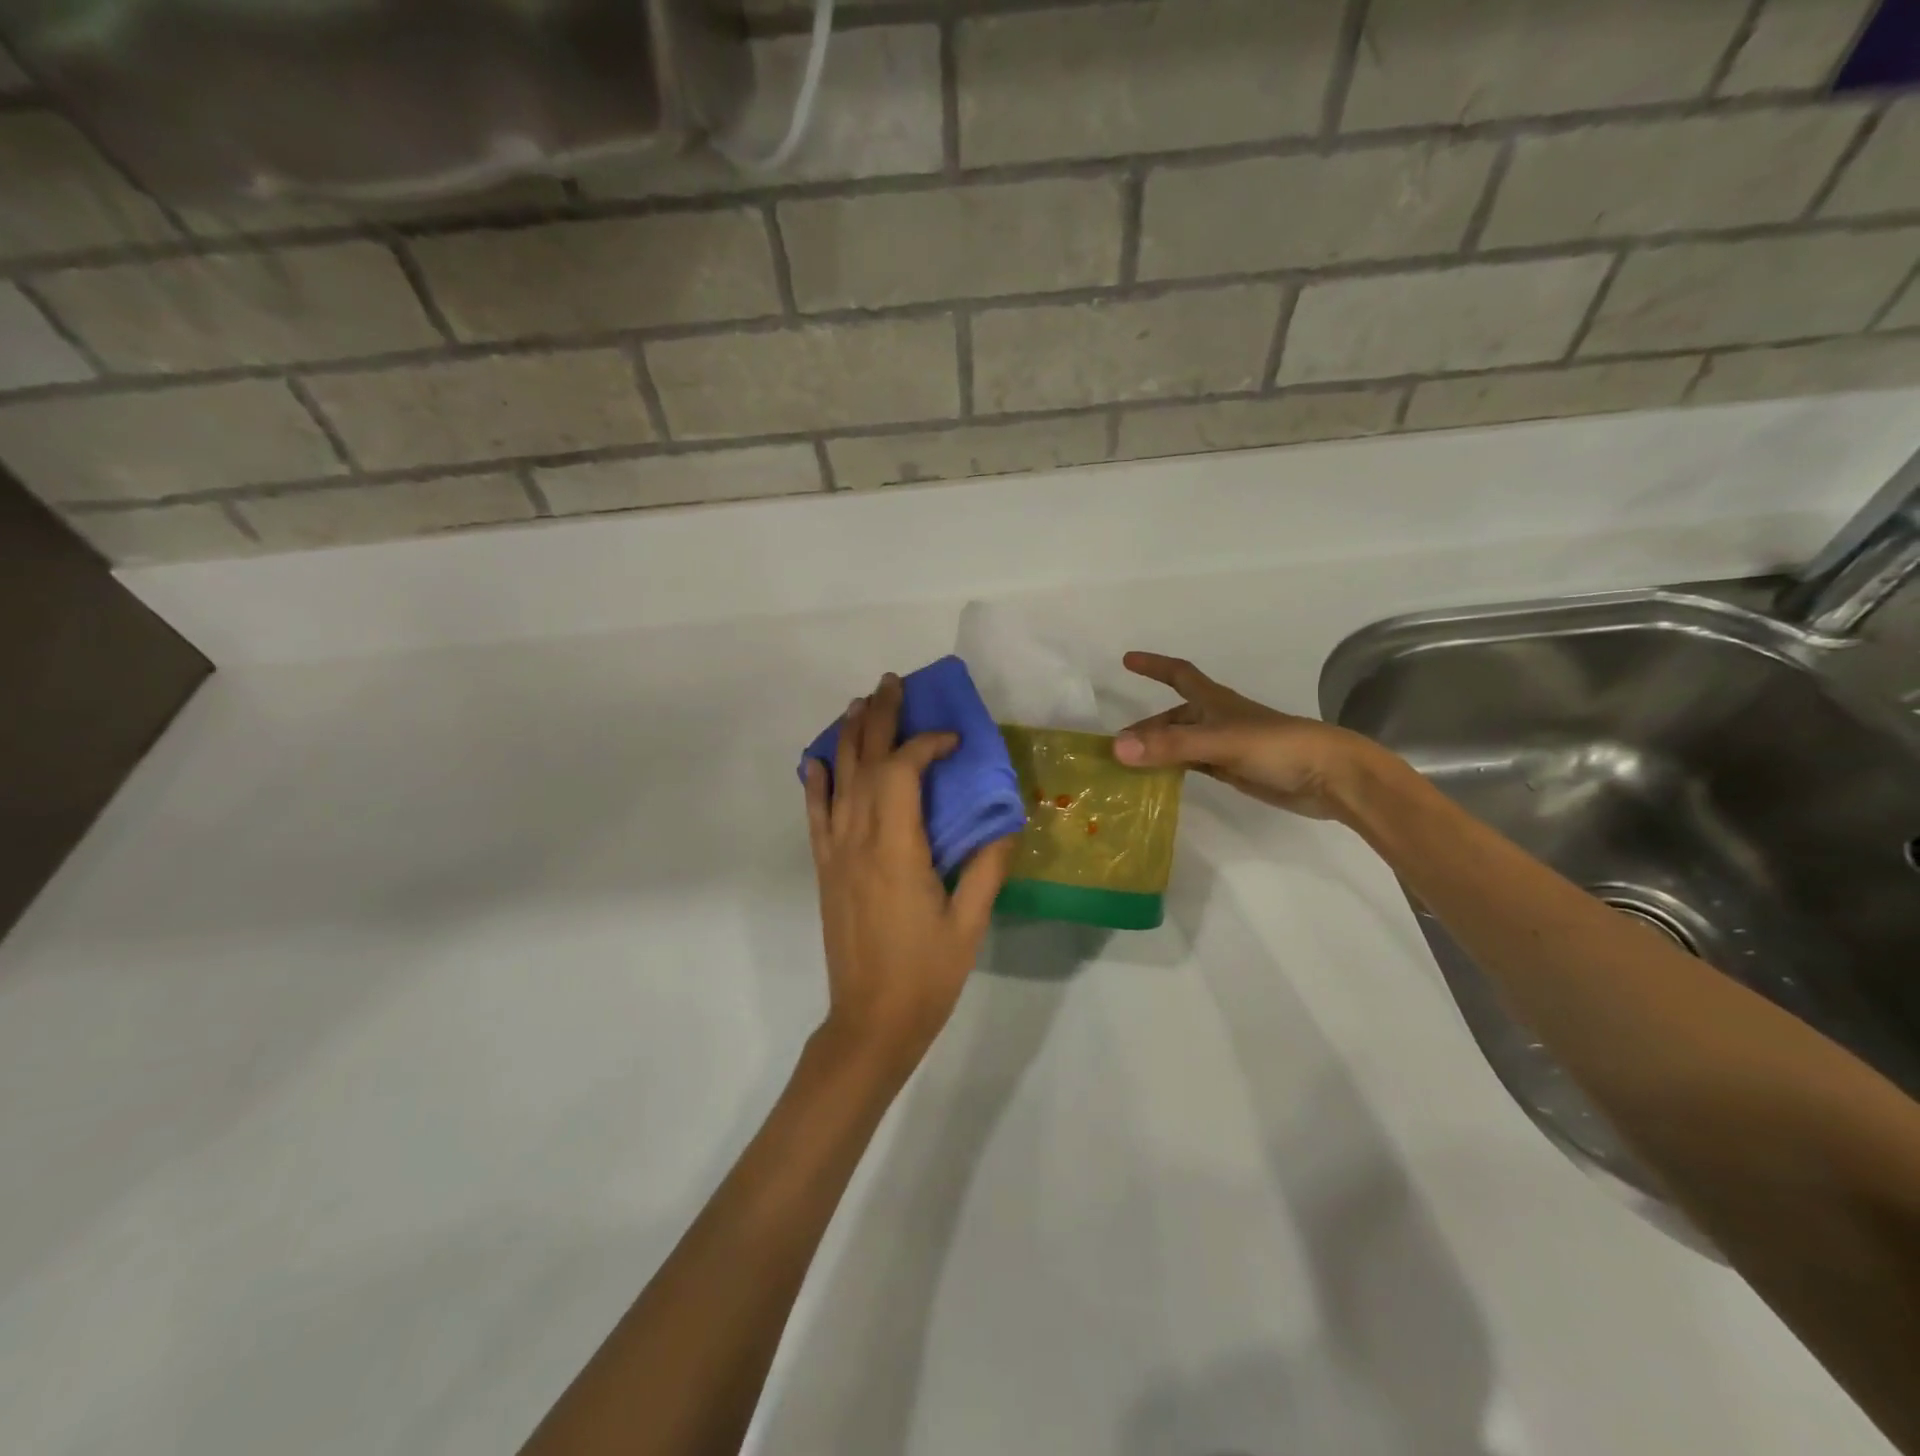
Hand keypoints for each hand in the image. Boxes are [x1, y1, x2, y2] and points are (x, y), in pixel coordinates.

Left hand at [804, 674, 1016, 1075]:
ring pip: (838, 779)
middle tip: (891, 683)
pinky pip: (815, 814)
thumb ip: (987, 867)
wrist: (870, 1021)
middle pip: (865, 762)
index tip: (952, 739)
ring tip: (860, 703)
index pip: (904, 773)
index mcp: (897, 849)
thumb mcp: (969, 923)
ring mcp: (836, 853)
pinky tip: (817, 758)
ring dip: (849, 737)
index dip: (926, 745)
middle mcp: (858, 840)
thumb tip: (1007, 821)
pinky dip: (816, 781)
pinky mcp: (825, 868)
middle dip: (879, 718)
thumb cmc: (926, 974)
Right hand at [1114, 652, 1389, 820]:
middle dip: (1145, 727)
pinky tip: (1159, 781)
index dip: (1153, 665)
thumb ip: (1171, 746)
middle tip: (1114, 746)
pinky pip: (1193, 765)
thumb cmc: (1278, 747)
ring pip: (1181, 743)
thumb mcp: (1221, 742)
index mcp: (1215, 701)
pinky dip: (1173, 769)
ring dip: (1156, 750)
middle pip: (1173, 717)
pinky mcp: (1234, 770)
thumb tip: (1117, 748)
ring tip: (1128, 767)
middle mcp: (1217, 719)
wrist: (1331, 777)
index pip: (1178, 674)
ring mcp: (1226, 746)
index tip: (1126, 659)